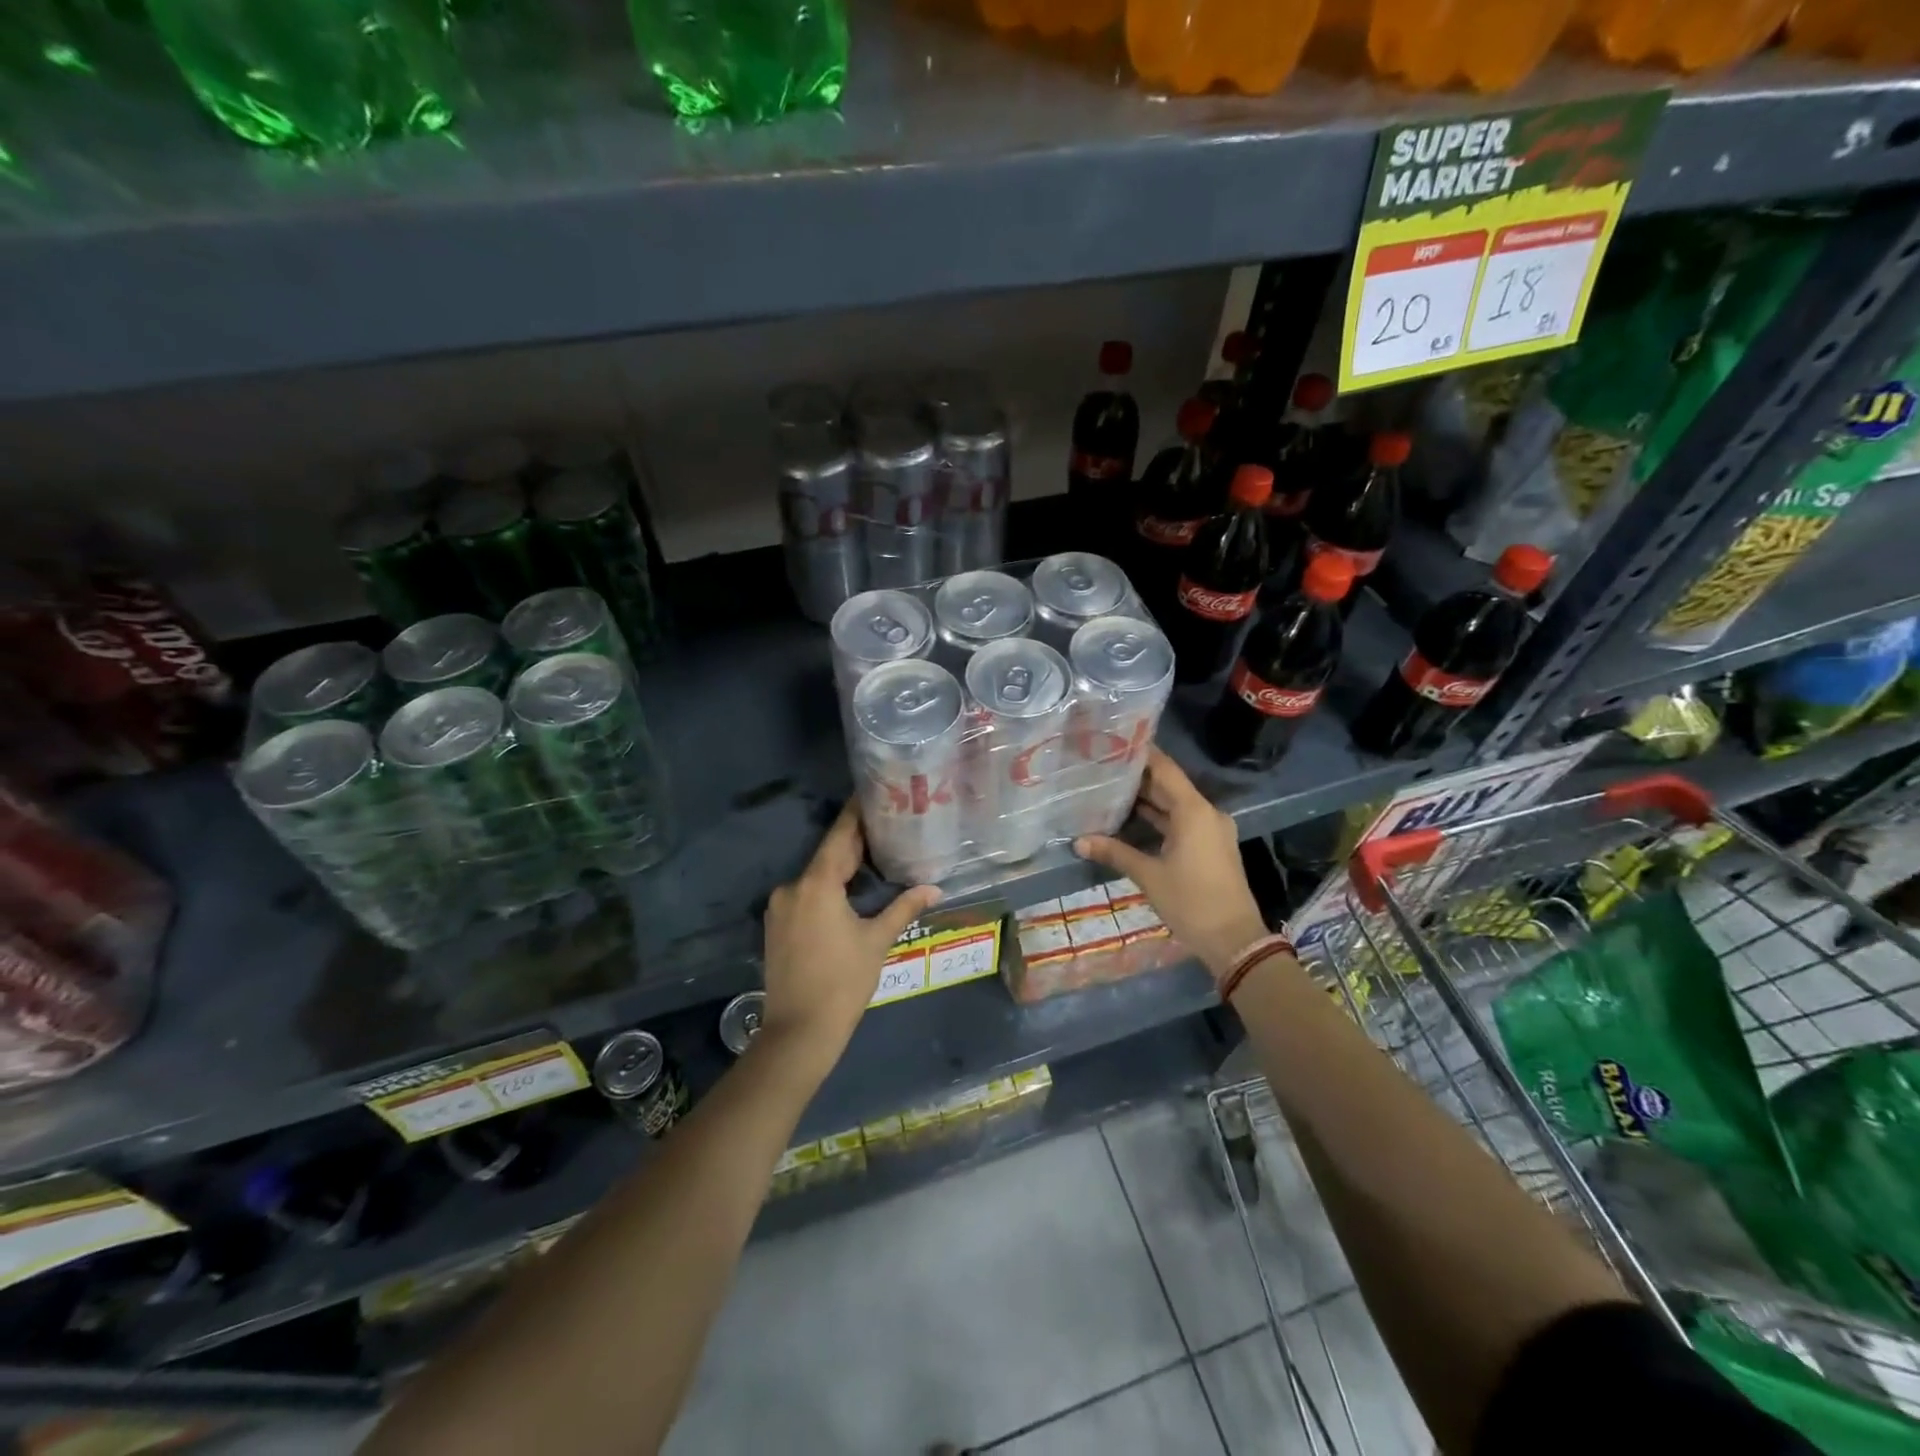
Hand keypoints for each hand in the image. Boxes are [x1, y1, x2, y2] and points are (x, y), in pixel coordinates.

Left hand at [760, 803, 941, 1072]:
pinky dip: (828, 887)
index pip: (840, 836)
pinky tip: (851, 889)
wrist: (798, 1032)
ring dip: (842, 866)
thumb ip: (903, 907)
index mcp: (817, 884)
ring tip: (875, 854)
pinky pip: (806, 894)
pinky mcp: (777, 925)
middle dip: (855, 841)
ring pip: (817, 876)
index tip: (872, 792)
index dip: (857, 813)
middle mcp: (793, 887)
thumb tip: (935, 889)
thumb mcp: (877, 941)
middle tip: (886, 823)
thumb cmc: (843, 982)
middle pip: (828, 855)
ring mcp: (780, 907)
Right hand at [1074, 747, 1268, 980]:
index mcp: (1194, 811)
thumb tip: (1078, 841)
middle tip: (1103, 768)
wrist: (1234, 940)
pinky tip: (1131, 820)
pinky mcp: (1210, 847)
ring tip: (1110, 790)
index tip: (1115, 742)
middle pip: (1169, 786)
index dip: (1142, 754)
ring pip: (1174, 806)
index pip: (1165, 769)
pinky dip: (1159, 820)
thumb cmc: (1191, 901)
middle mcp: (1206, 813)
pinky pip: (1181, 823)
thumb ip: (1115, 852)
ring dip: (1147, 801)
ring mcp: (1211, 831)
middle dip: (1138, 778)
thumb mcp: (1148, 875)